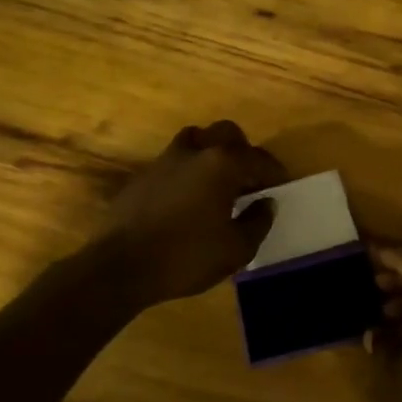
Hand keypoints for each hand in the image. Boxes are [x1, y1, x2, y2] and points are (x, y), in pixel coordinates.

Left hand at [87, 122, 287, 307]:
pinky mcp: (142, 177)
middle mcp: (195, 152)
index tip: (281, 185)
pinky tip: (188, 198)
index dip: (274, 171)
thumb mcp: (236, 249)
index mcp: (222, 164)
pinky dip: (187, 171)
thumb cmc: (186, 256)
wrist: (120, 268)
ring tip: (217, 180)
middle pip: (225, 133)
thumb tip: (266, 203)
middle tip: (249, 176)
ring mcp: (164, 161)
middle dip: (242, 150)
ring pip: (195, 141)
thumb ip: (257, 222)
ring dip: (211, 154)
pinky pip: (173, 162)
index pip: (258, 158)